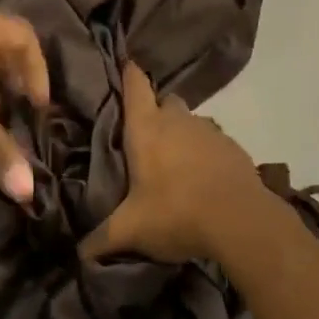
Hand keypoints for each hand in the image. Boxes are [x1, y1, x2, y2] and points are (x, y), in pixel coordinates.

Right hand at [80, 63, 272, 263]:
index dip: (129, 73)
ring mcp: (209, 131)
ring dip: (182, 133)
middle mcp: (177, 120)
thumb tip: (78, 255)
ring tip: (175, 161)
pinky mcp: (233, 148)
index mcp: (146, 128)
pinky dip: (206, 152)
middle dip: (155, 110)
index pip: (135, 85)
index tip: (124, 63)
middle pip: (165, 101)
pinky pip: (213, 141)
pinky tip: (203, 177)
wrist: (241, 221)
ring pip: (190, 121)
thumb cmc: (176, 213)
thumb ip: (102, 239)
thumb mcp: (132, 230)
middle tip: (145, 135)